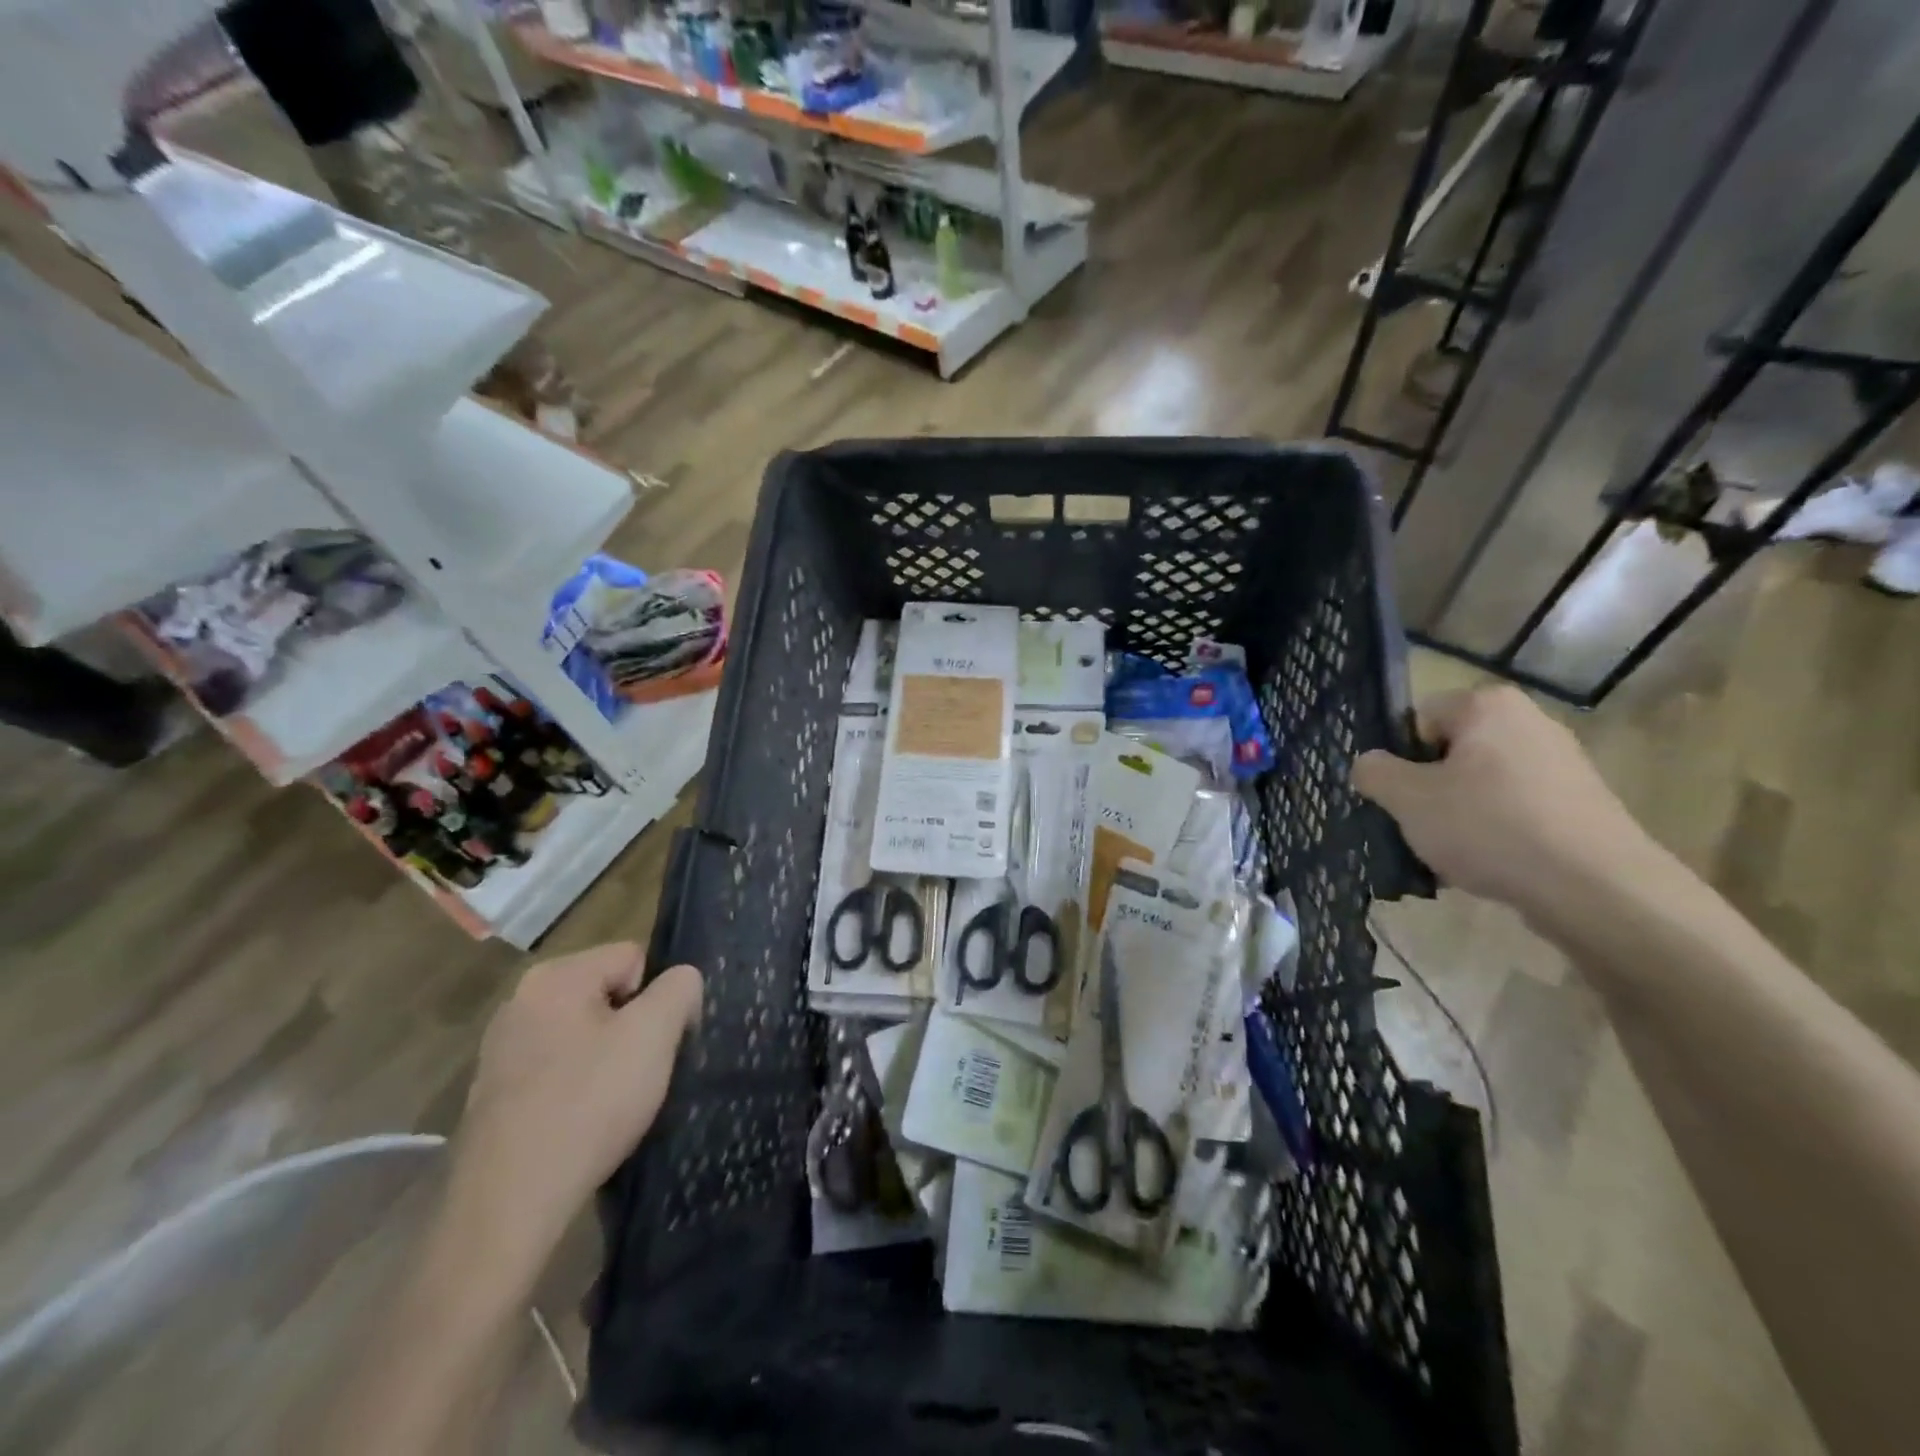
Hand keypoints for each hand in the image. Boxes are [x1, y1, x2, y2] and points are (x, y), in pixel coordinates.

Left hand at [444, 945, 702, 1278]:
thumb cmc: (589, 1103)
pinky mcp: (494, 1094)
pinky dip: (577, 1088)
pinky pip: (558, 1069)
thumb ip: (680, 988)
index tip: (659, 1043)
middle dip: (632, 1028)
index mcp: (554, 976)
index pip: (633, 958)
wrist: (509, 1204)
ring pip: (584, 1034)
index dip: (658, 997)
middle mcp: (520, 1001)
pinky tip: (583, 1123)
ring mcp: (500, 1049)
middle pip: (607, 994)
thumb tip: (681, 980)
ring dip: (607, 1059)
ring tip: (613, 1102)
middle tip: (640, 1073)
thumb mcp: (654, 1034)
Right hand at [1352, 685, 1657, 923]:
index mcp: (1487, 706)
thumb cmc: (1489, 827)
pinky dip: (1493, 833)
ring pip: (1479, 784)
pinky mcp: (1580, 804)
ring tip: (1449, 855)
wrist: (1597, 889)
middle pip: (1449, 752)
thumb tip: (1369, 764)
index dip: (1398, 757)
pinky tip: (1487, 866)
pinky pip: (1514, 810)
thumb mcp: (1408, 799)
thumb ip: (1374, 772)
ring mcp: (1561, 764)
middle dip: (1427, 788)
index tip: (1397, 796)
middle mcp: (1529, 722)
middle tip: (1416, 826)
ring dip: (1456, 815)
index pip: (1417, 719)